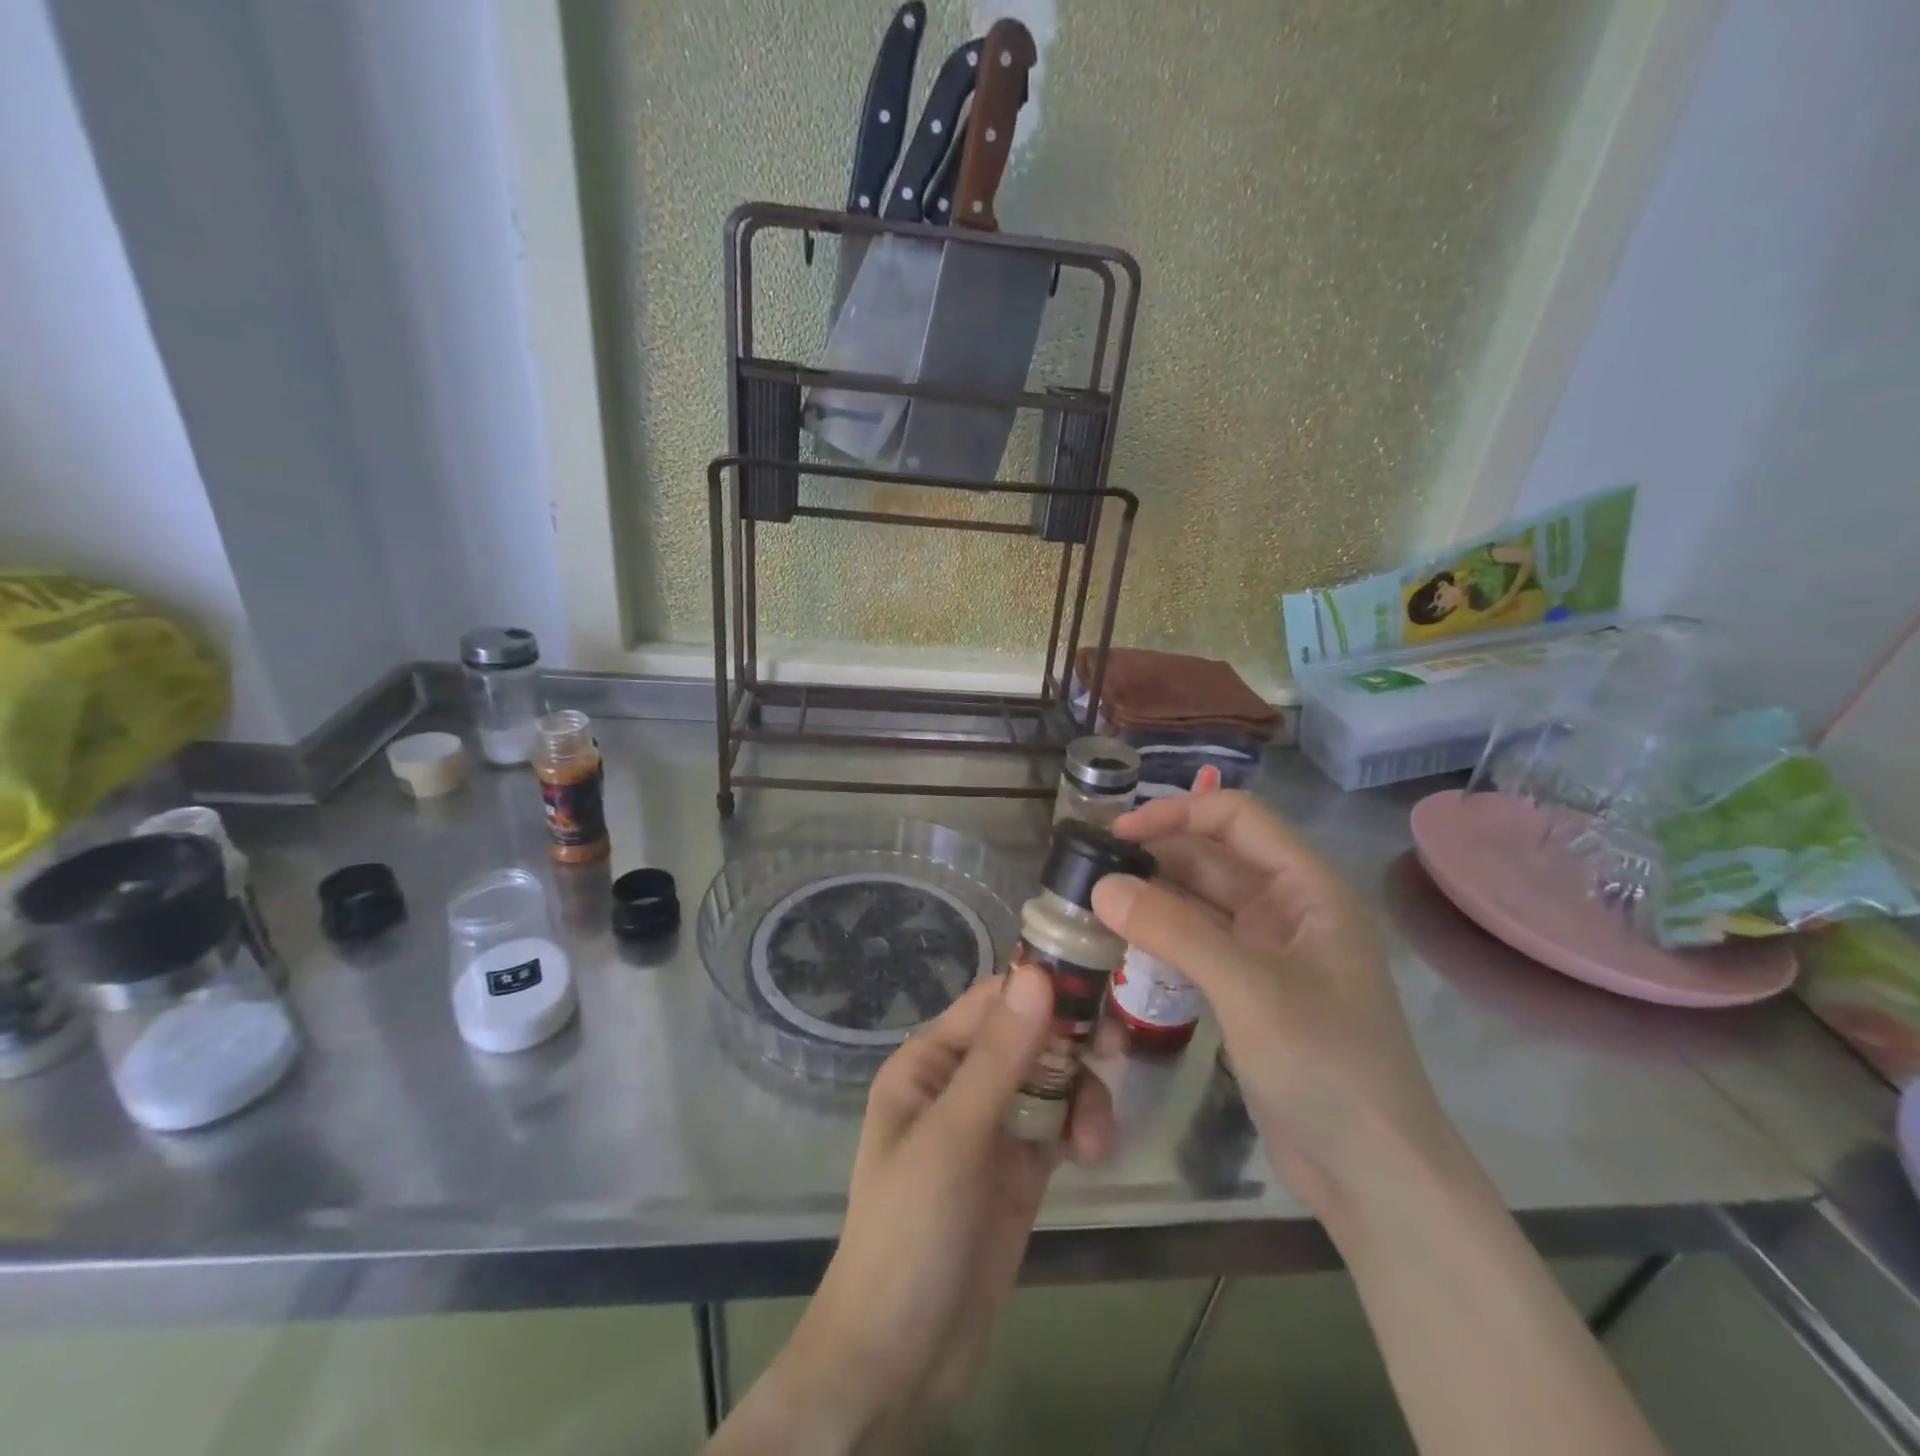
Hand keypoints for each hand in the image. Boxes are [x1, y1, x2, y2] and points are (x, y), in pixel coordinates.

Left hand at [713, 967, 1115, 1451]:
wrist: (900, 1356)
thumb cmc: (910, 1230)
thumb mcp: (952, 1137)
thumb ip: (999, 1057)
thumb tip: (1038, 972)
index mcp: (931, 1060)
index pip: (993, 1000)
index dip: (1042, 987)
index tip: (1098, 987)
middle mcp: (963, 1081)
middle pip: (1031, 1035)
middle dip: (1072, 1043)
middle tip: (1115, 1051)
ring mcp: (994, 1124)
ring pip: (1053, 1079)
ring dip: (1083, 1095)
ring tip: (1096, 1140)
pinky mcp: (1022, 1166)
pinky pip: (1062, 1123)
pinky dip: (1083, 1128)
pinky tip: (1094, 1154)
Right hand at [1091, 790, 1459, 1225]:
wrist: (1374, 1178)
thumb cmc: (1326, 1068)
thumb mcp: (1249, 990)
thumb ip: (1175, 931)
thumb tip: (1102, 885)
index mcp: (1309, 888)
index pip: (1237, 819)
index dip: (1177, 814)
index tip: (1119, 833)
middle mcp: (1289, 909)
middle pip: (1214, 857)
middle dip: (1156, 855)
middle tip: (1089, 866)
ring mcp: (1268, 951)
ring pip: (1200, 901)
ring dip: (1153, 895)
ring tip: (1093, 899)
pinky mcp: (1248, 989)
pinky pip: (1197, 943)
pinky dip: (1160, 935)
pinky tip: (1120, 939)